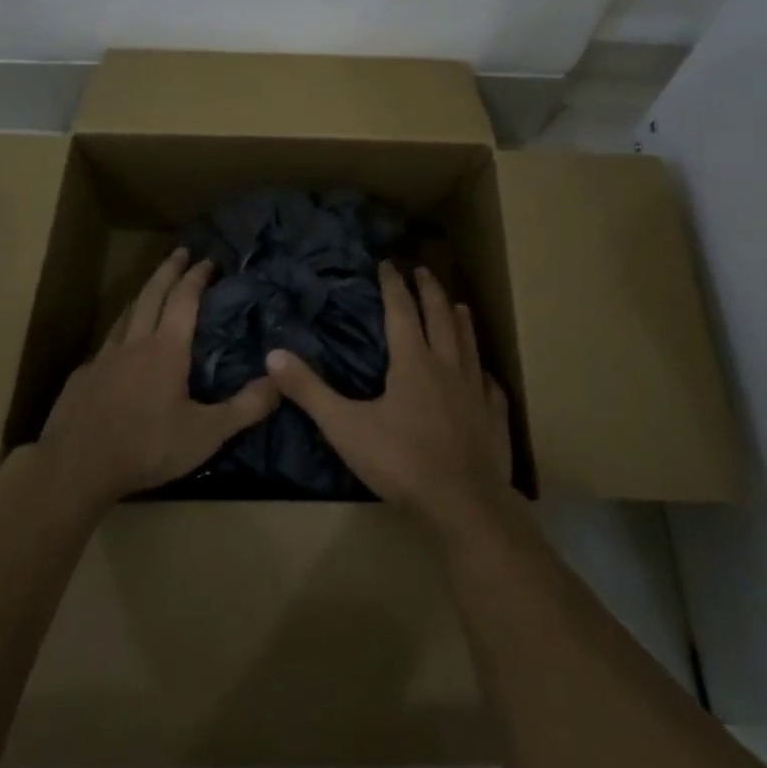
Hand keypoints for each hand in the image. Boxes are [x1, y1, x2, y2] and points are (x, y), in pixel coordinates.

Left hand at [36, 248, 280, 510]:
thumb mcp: (207, 433)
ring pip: (125, 314)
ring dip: (142, 295)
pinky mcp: (82, 378)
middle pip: (151, 294)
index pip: (184, 299)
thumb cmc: (148, 446)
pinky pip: (105, 345)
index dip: (196, 277)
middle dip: (168, 270)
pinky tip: (119, 347)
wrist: (76, 468)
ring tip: (152, 288)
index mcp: (166, 348)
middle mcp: (134, 342)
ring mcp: (103, 358)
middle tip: (180, 251)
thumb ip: (246, 407)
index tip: (207, 259)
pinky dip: (119, 333)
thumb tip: (279, 380)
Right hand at [267, 262, 513, 536]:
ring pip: (469, 344)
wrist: (464, 504)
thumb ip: (310, 391)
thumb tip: (273, 355)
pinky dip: (484, 371)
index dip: (393, 285)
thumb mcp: (346, 427)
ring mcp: (475, 391)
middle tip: (423, 270)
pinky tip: (485, 374)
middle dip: (430, 290)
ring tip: (459, 304)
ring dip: (461, 320)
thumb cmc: (401, 462)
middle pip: (440, 317)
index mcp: (413, 362)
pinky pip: (490, 385)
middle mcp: (447, 366)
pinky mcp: (493, 417)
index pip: (402, 311)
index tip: (388, 263)